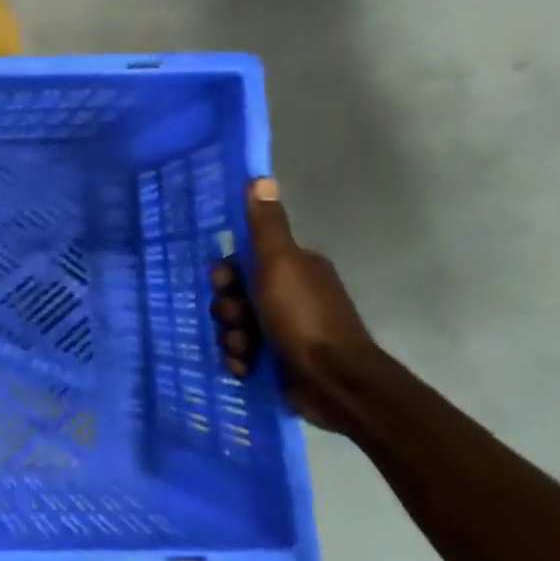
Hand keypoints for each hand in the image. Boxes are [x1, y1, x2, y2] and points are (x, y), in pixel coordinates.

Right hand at [210, 179, 375, 432]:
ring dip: (231, 337)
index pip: (243, 261)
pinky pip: (244, 352)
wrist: (335, 382)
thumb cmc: (303, 317)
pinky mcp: (281, 360)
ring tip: (244, 351)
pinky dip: (241, 359)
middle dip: (228, 310)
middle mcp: (290, 294)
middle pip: (235, 295)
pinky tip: (246, 367)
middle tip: (237, 321)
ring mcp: (286, 329)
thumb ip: (265, 225)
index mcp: (294, 268)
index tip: (225, 285)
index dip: (226, 274)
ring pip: (236, 325)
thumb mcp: (279, 264)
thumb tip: (260, 177)